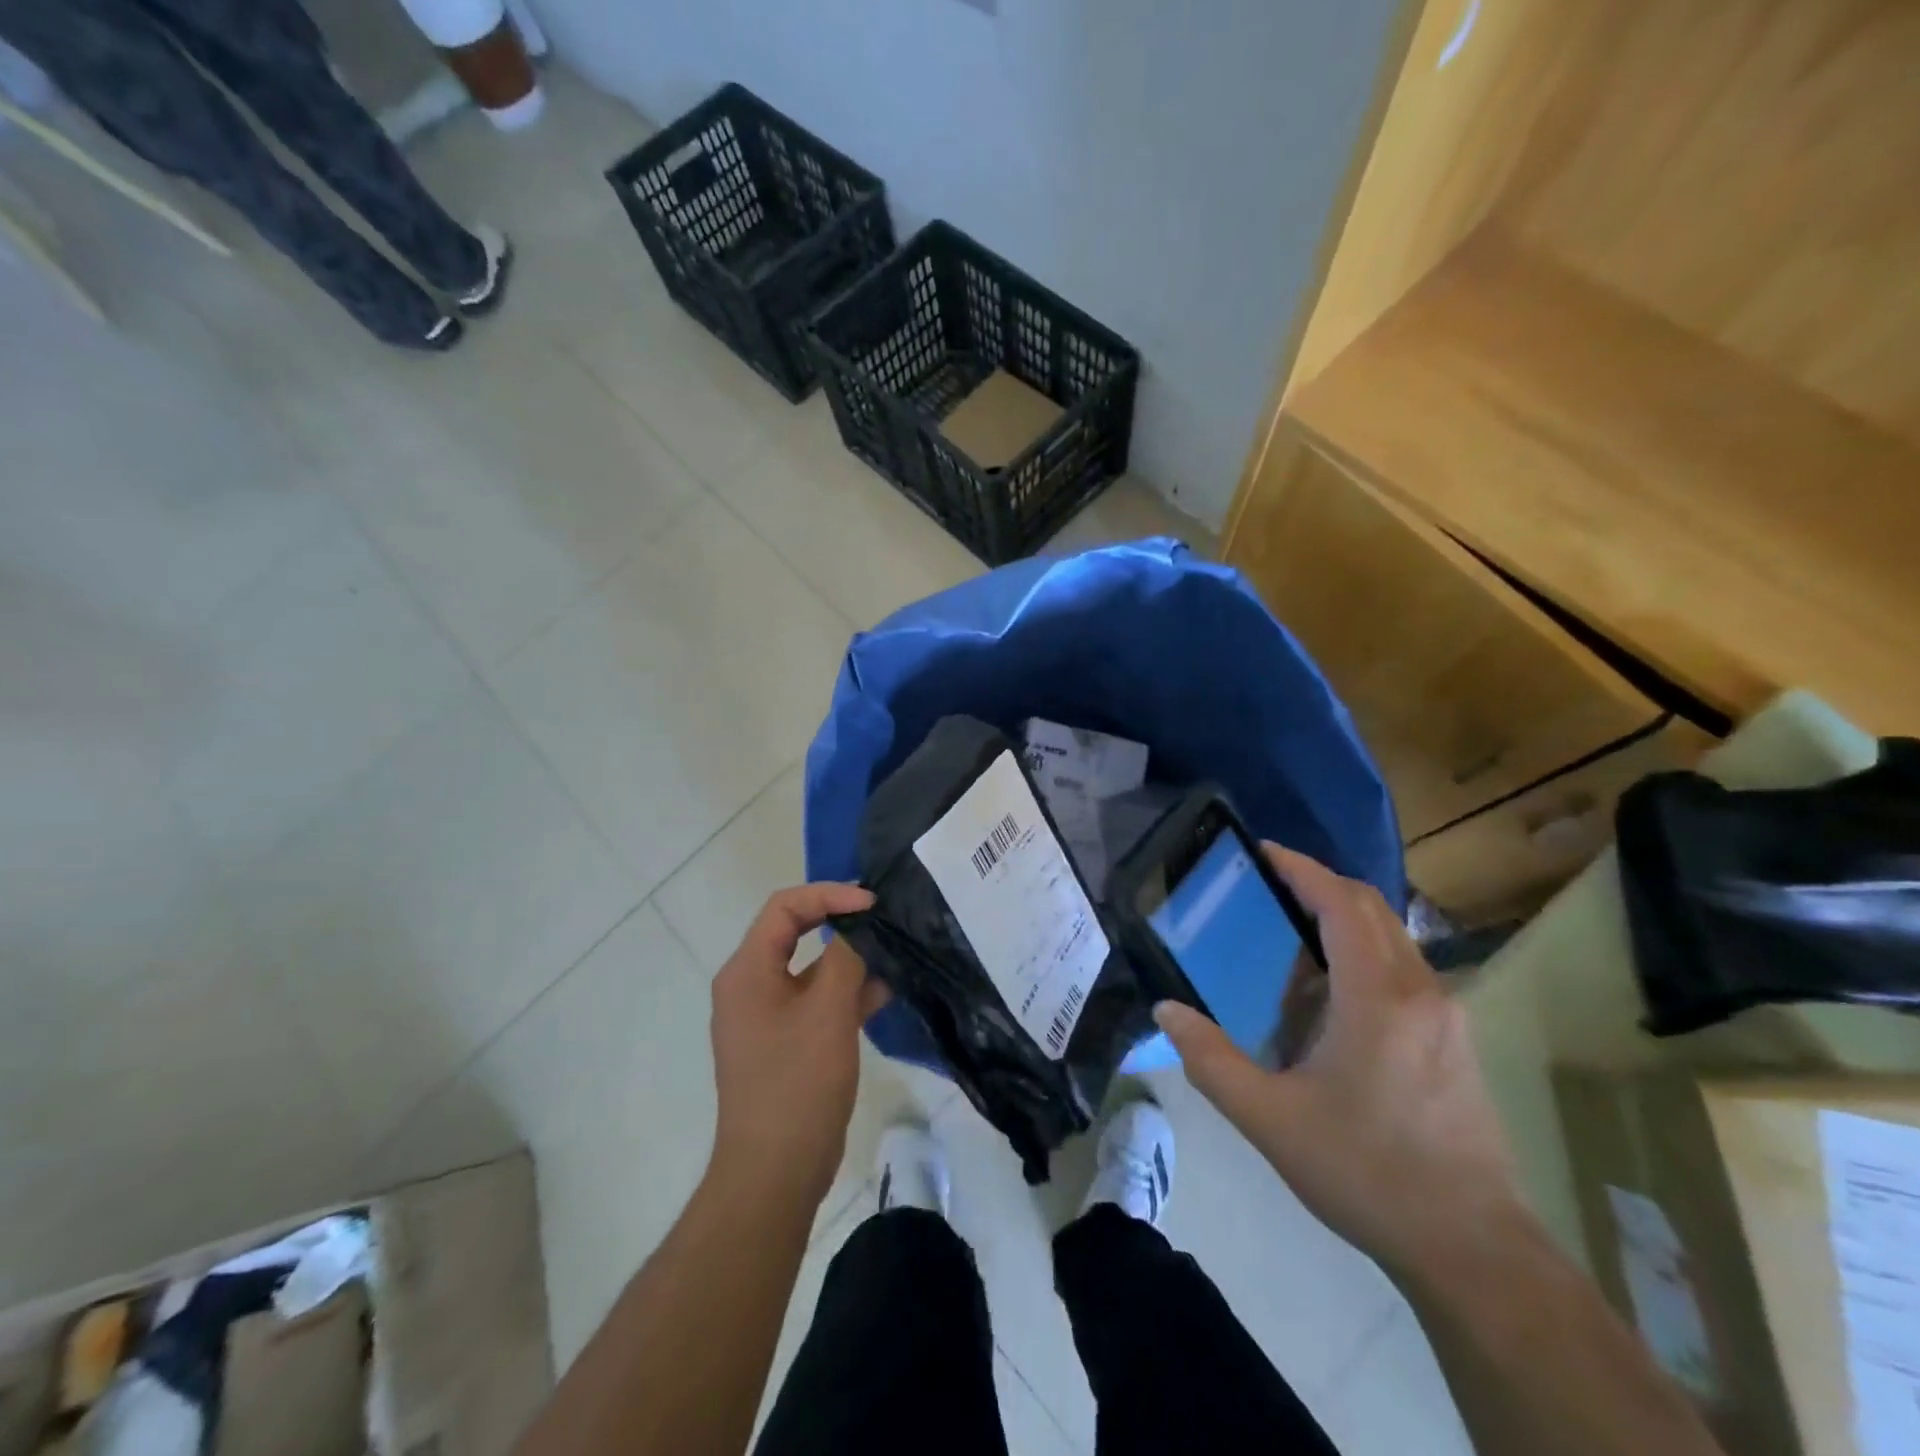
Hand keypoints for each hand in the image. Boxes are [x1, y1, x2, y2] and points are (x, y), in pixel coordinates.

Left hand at [709, 884, 884, 1206]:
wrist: (775, 1173)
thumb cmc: (797, 1083)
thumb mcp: (828, 1011)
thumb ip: (846, 958)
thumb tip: (860, 928)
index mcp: (748, 971)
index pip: (785, 907)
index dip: (829, 895)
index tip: (871, 904)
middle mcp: (750, 986)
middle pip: (796, 933)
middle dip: (841, 923)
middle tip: (884, 919)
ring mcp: (766, 1017)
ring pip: (810, 969)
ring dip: (849, 960)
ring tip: (893, 956)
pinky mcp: (785, 1042)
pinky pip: (815, 1001)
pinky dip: (846, 993)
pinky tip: (884, 994)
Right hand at [1154, 846, 1522, 1277]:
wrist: (1473, 1250)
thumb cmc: (1366, 1172)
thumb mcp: (1269, 1119)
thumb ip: (1211, 1060)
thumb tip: (1166, 1011)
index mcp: (1378, 997)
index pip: (1341, 903)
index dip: (1301, 869)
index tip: (1263, 851)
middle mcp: (1421, 991)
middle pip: (1372, 908)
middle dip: (1320, 885)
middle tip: (1268, 887)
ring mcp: (1447, 1016)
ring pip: (1392, 938)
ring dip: (1342, 922)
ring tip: (1289, 941)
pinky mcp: (1456, 1042)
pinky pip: (1404, 970)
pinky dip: (1363, 955)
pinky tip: (1329, 1000)